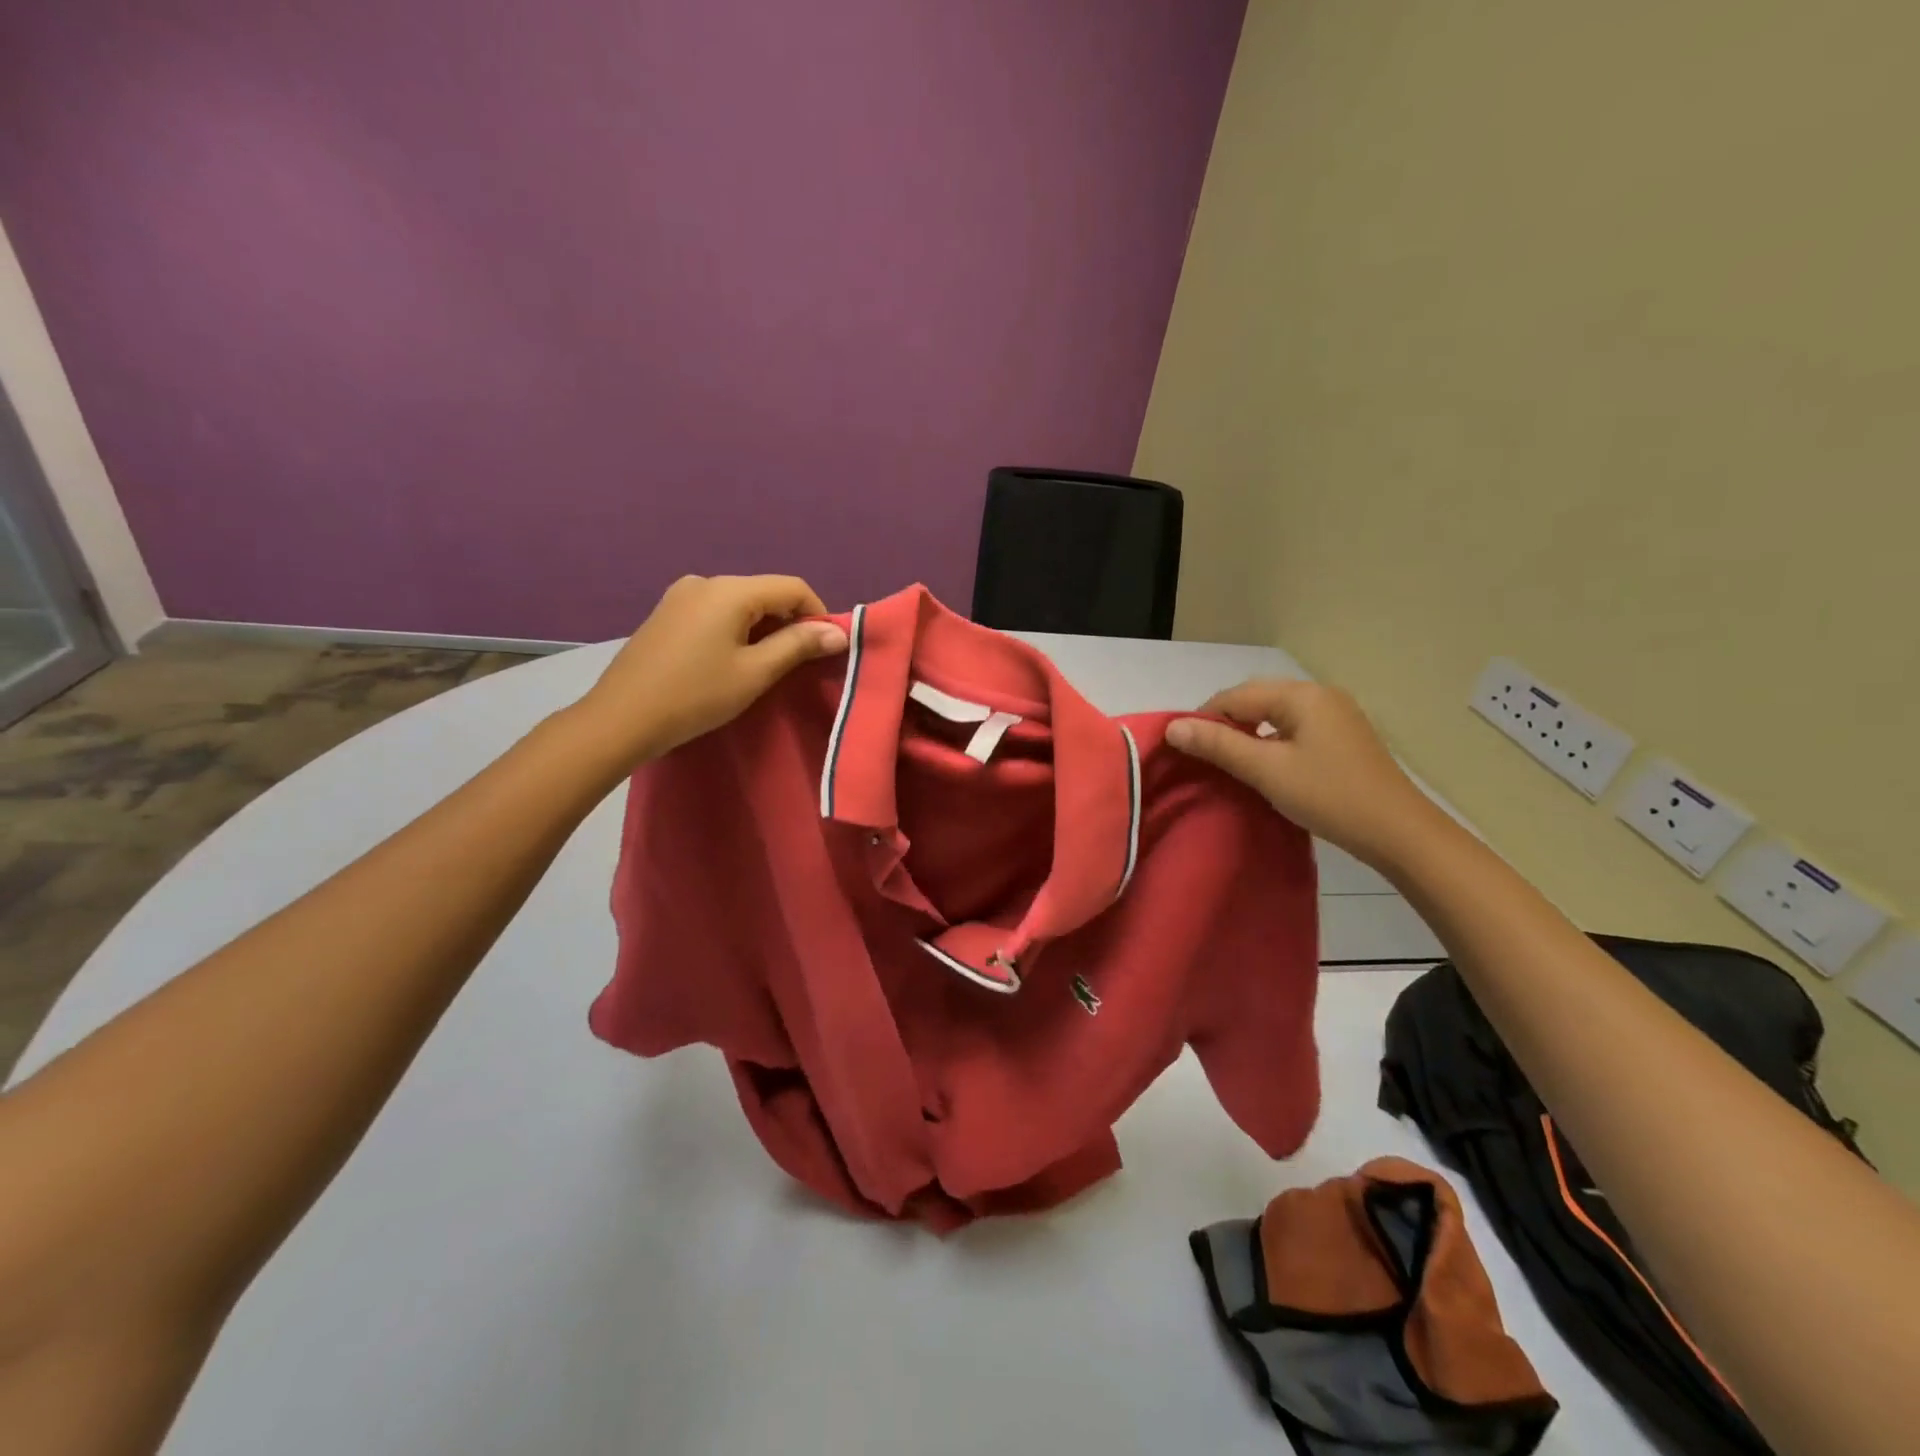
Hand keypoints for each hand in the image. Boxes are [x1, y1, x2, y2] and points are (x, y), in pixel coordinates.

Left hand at [572, 574, 847, 769]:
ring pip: (741, 604)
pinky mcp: (667, 613)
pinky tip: (732, 660)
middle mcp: (705, 582)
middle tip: (799, 663)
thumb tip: (838, 632)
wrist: (621, 718)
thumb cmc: (695, 695)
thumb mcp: (755, 672)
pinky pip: (716, 612)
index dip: (817, 615)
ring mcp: (681, 595)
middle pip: (765, 592)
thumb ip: (798, 646)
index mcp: (730, 590)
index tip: (826, 650)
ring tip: (767, 666)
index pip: (792, 587)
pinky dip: (737, 630)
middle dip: (790, 622)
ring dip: (764, 628)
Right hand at [1165, 679, 1443, 867]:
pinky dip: (1271, 742)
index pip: (1236, 695)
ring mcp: (1336, 715)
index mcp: (1302, 695)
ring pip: (1275, 715)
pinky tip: (1265, 766)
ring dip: (1248, 735)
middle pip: (1256, 700)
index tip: (1184, 750)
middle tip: (1204, 758)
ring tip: (1230, 764)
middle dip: (1225, 724)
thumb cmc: (1329, 796)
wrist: (1399, 833)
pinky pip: (1294, 728)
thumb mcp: (1266, 771)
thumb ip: (1218, 745)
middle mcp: (1320, 694)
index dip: (1204, 719)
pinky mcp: (1343, 737)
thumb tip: (1173, 727)